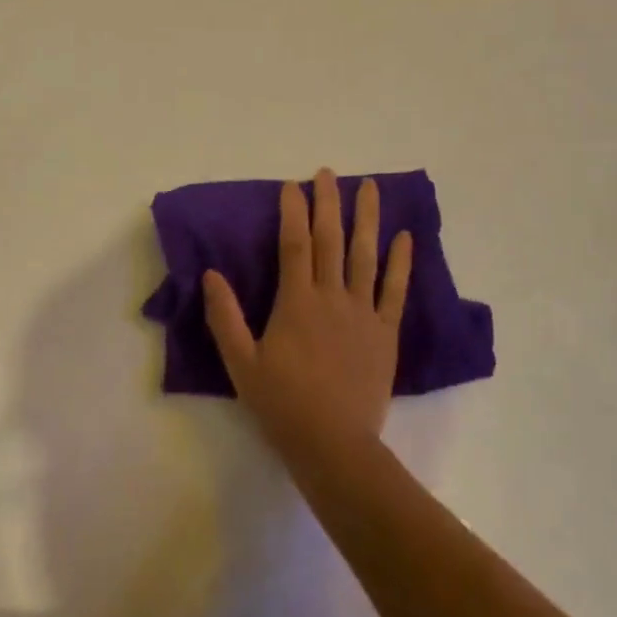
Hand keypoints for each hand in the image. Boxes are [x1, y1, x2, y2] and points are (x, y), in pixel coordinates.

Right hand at [203, 168, 412, 464]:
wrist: (333, 444)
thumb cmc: (282, 404)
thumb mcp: (241, 363)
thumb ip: (225, 317)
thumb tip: (211, 275)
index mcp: (296, 302)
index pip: (294, 244)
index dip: (293, 211)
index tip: (292, 185)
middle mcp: (332, 297)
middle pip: (331, 240)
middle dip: (328, 202)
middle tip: (329, 172)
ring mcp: (363, 312)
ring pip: (366, 255)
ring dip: (367, 218)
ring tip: (370, 187)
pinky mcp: (385, 332)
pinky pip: (395, 290)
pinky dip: (401, 262)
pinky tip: (405, 237)